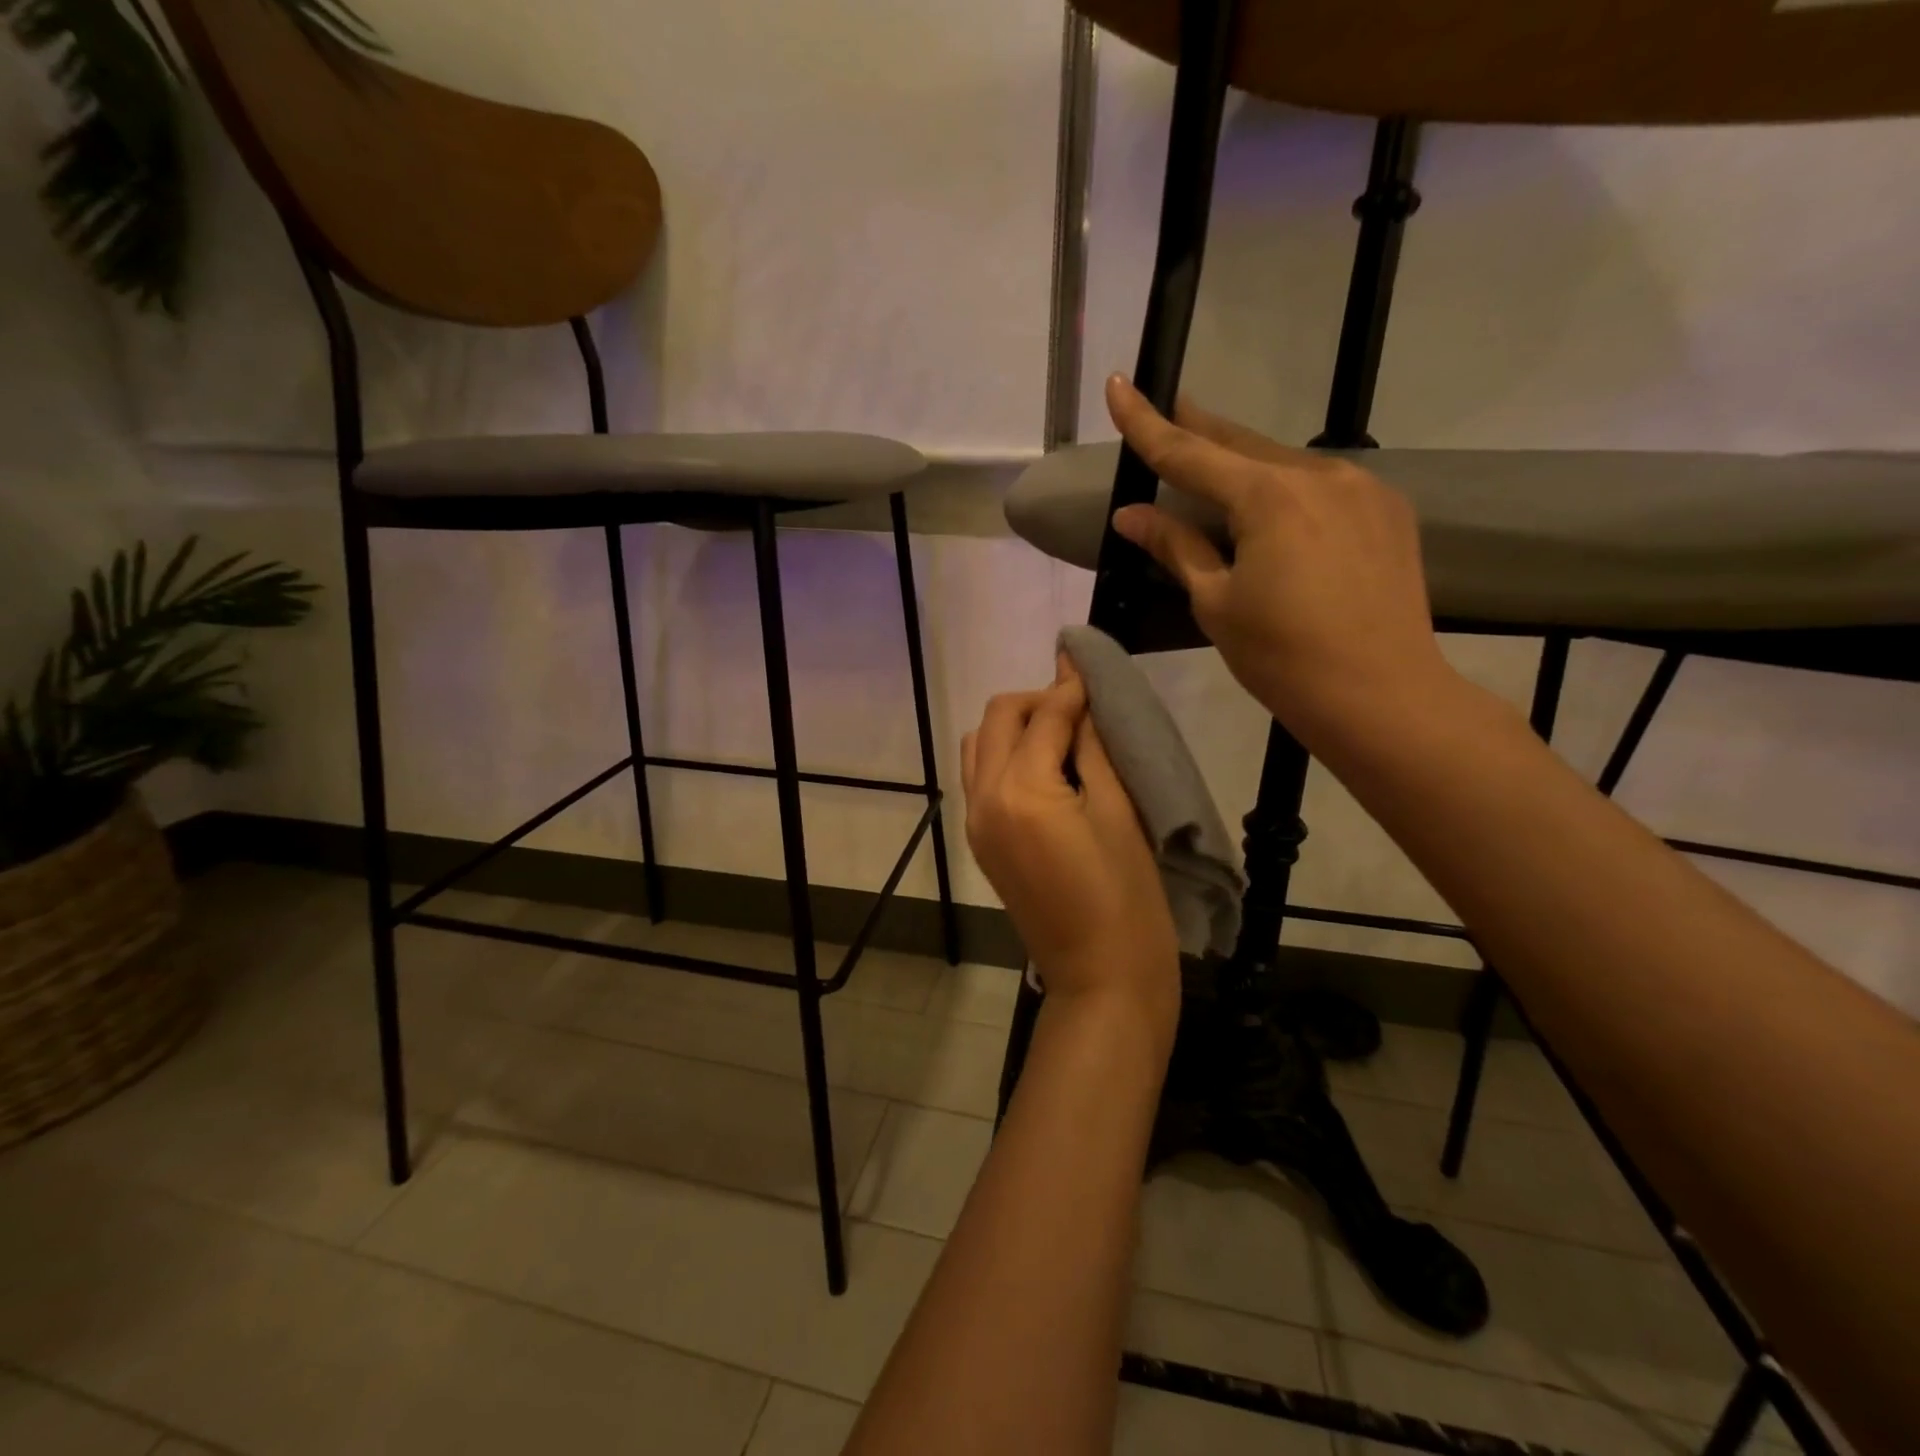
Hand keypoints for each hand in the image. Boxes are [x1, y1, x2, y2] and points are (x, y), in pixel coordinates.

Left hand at [962, 658, 1179, 1036]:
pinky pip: (980, 776)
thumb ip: (1093, 746)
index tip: (1091, 665)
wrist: (1100, 977)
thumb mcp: (1119, 811)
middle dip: (1037, 700)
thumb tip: (1083, 695)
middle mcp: (984, 798)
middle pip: (998, 718)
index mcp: (1021, 789)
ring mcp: (976, 821)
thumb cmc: (1127, 897)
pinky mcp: (980, 841)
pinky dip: (1004, 755)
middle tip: (1082, 707)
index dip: (1071, 685)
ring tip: (1062, 736)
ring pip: (980, 744)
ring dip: (1016, 726)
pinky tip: (1044, 766)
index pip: (1043, 714)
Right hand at [1105, 376, 1455, 751]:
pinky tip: (1276, 510)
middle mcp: (1319, 475)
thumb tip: (1131, 513)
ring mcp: (1362, 489)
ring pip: (1285, 464)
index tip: (1119, 384)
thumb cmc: (1282, 657)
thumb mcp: (1216, 602)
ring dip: (1245, 464)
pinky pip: (1323, 487)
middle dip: (1200, 428)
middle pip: (1242, 444)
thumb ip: (1176, 546)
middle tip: (1170, 409)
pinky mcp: (1388, 512)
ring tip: (1217, 468)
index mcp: (1269, 497)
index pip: (1189, 453)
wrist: (1382, 696)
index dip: (1146, 422)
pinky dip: (1287, 490)